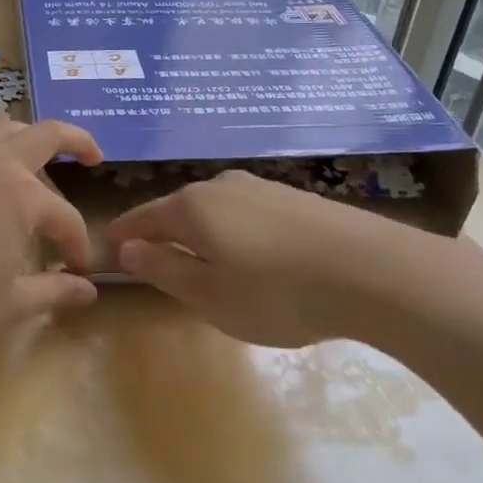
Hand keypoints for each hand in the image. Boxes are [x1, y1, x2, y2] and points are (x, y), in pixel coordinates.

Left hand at [0, 117, 103, 358]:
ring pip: (3, 130)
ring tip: (41, 167)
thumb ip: (55, 291)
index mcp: (21, 195)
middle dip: (76, 141)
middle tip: (94, 156)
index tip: (78, 271)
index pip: (65, 216)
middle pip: (44, 134)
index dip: (78, 244)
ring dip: (31, 140)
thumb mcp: (12, 303)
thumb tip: (88, 290)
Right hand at [110, 170, 482, 351]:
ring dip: (203, 235)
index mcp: (192, 208)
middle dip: (163, 234)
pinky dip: (236, 233)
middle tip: (157, 265)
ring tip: (207, 265)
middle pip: (178, 210)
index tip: (109, 249)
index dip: (123, 235)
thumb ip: (163, 269)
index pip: (142, 217)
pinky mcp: (295, 198)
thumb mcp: (209, 295)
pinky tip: (254, 257)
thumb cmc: (277, 292)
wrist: (373, 272)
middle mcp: (222, 186)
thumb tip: (128, 247)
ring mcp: (262, 188)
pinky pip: (247, 214)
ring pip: (215, 210)